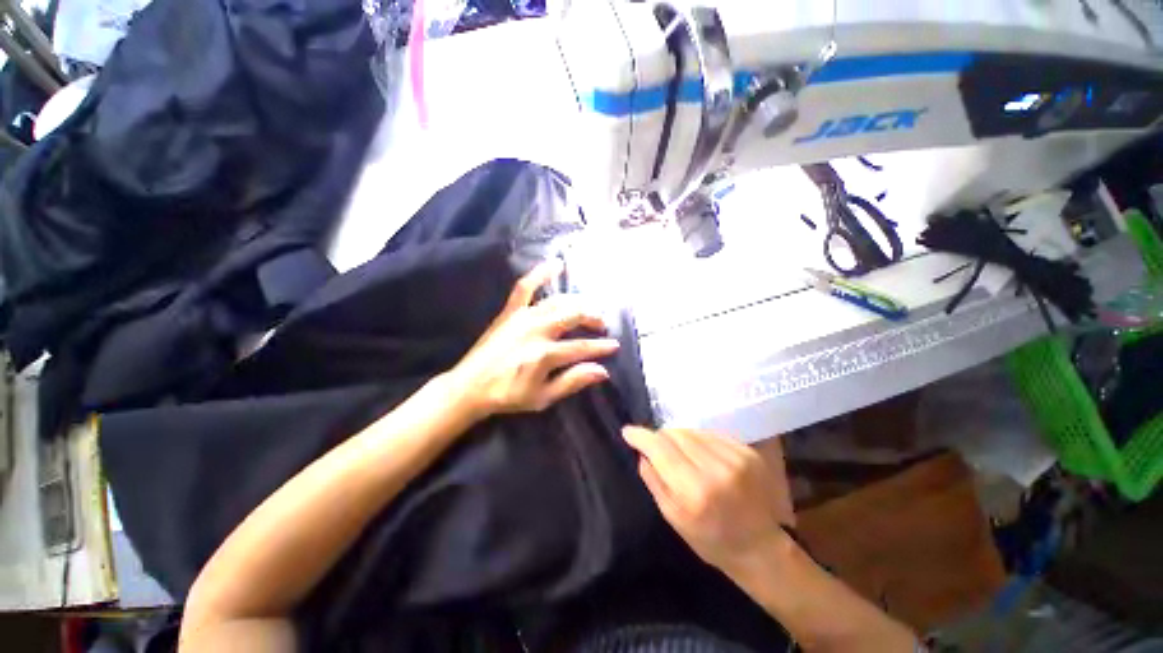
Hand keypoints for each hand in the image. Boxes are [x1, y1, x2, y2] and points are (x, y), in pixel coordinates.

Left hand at [448, 261, 619, 419]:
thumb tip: (602, 370)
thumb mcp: (543, 397)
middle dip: (592, 318)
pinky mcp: (510, 311)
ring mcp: (522, 317)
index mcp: (545, 354)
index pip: (581, 347)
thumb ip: (572, 381)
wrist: (470, 387)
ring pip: (557, 302)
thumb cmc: (508, 395)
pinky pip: (525, 287)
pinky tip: (556, 264)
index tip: (614, 346)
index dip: (601, 347)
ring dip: (577, 302)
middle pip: (573, 316)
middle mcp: (536, 330)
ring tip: (588, 308)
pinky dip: (541, 273)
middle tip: (602, 325)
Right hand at [622, 427, 794, 578]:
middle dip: (660, 437)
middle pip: (675, 433)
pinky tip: (700, 453)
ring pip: (692, 430)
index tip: (628, 431)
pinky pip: (711, 434)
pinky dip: (699, 439)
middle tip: (656, 447)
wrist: (760, 547)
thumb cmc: (711, 540)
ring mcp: (736, 458)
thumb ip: (654, 481)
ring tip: (680, 452)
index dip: (641, 436)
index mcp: (694, 491)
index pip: (660, 448)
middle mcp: (716, 469)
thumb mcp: (673, 518)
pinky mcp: (748, 452)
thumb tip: (641, 452)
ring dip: (679, 437)